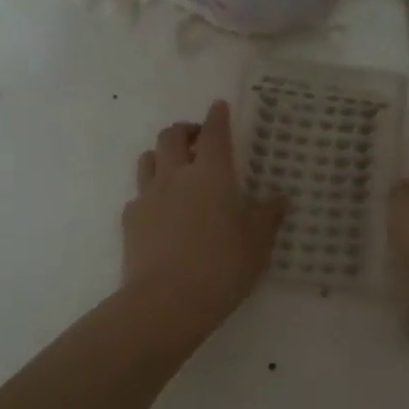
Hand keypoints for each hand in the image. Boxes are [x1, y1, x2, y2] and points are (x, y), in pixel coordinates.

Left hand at [123, 100, 287, 331]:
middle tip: (198, 140)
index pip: (214, 133)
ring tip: (176, 168)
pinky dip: (151, 192)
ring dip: (162, 155)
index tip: (219, 107)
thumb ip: (267, 217)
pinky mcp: (130, 220)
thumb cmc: (221, 268)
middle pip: (172, 136)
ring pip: (148, 159)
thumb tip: (278, 198)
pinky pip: (138, 194)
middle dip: (185, 130)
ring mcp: (148, 196)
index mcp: (212, 175)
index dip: (217, 117)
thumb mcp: (257, 244)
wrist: (166, 302)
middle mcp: (176, 176)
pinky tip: (160, 210)